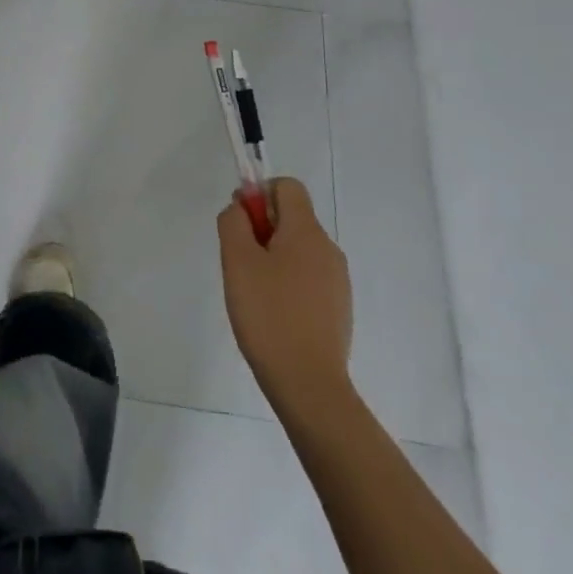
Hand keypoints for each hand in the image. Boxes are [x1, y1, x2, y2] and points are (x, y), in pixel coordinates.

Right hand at [218, 178, 353, 412]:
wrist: (309, 386)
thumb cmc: (269, 316)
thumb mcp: (237, 262)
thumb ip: (233, 222)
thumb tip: (241, 207)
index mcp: (306, 230)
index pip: (287, 186)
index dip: (260, 194)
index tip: (241, 224)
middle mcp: (328, 247)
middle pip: (292, 218)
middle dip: (262, 231)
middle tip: (241, 264)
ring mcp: (338, 280)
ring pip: (299, 249)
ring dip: (274, 258)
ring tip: (255, 295)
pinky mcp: (339, 308)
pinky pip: (309, 278)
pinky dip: (289, 284)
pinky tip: (275, 316)